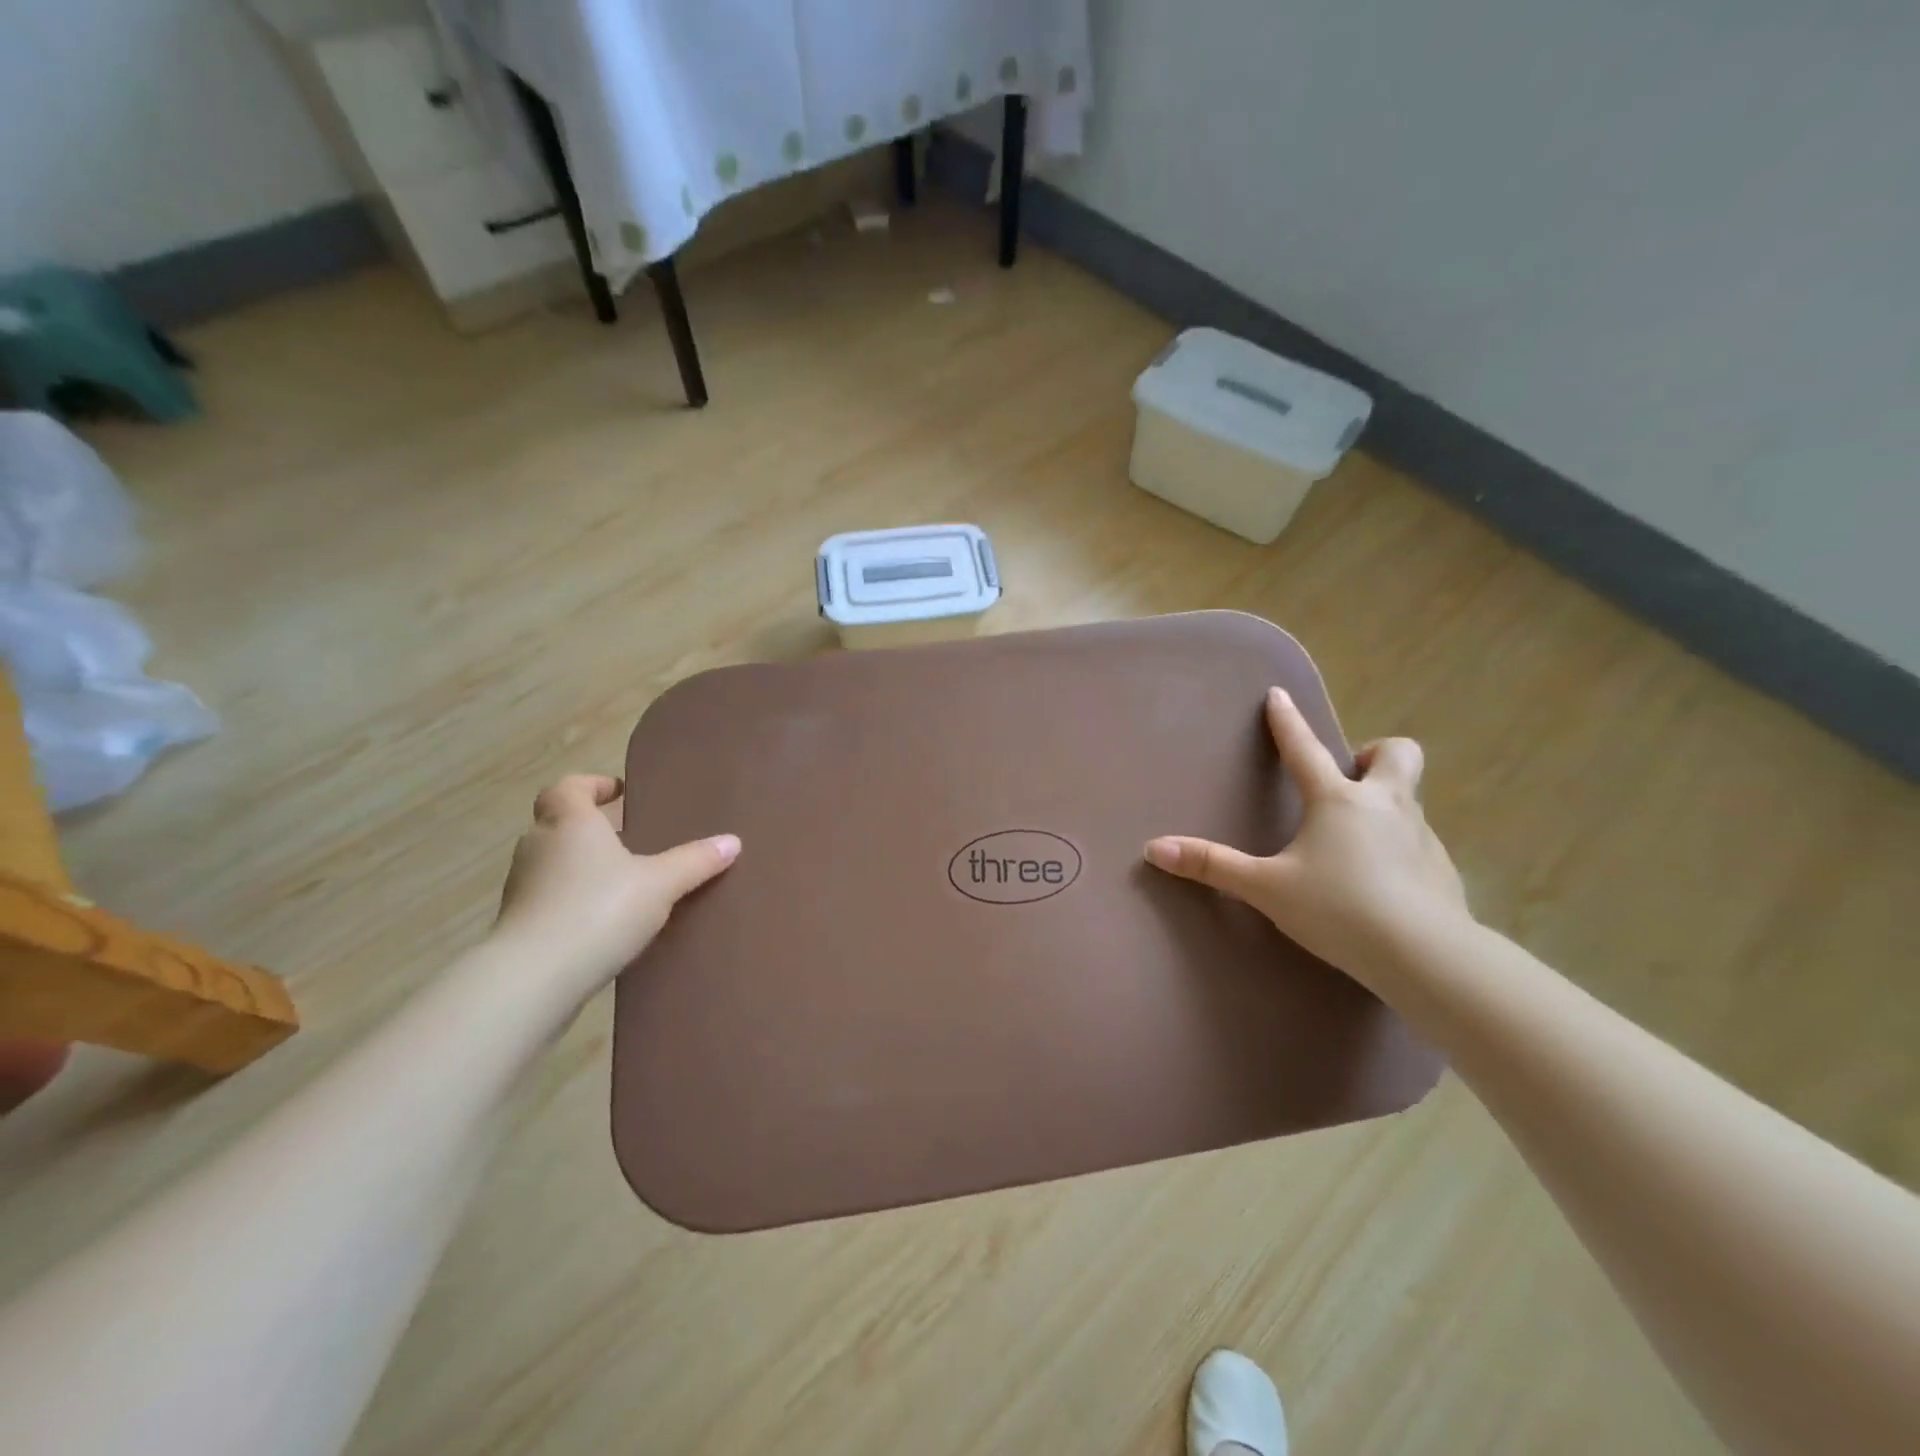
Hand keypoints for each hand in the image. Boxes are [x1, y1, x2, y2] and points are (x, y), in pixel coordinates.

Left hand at [493, 774, 738, 1006]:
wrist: (533, 978)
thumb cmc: (599, 910)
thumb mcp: (661, 883)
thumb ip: (695, 861)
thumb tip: (733, 842)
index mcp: (570, 822)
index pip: (569, 787)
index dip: (592, 786)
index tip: (618, 793)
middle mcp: (538, 846)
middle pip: (559, 824)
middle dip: (591, 829)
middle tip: (629, 839)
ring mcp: (522, 887)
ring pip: (553, 863)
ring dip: (581, 867)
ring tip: (622, 883)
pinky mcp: (518, 926)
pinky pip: (549, 900)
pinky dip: (571, 902)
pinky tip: (603, 923)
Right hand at [1144, 687, 1469, 988]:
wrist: (1425, 956)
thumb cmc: (1338, 910)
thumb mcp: (1266, 888)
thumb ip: (1213, 866)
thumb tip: (1153, 848)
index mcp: (1337, 801)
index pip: (1304, 749)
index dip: (1287, 721)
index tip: (1279, 695)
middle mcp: (1385, 806)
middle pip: (1396, 754)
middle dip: (1374, 754)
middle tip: (1350, 777)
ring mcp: (1421, 835)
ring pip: (1410, 797)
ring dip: (1386, 801)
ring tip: (1358, 837)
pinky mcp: (1444, 868)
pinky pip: (1420, 840)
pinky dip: (1400, 845)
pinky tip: (1384, 880)